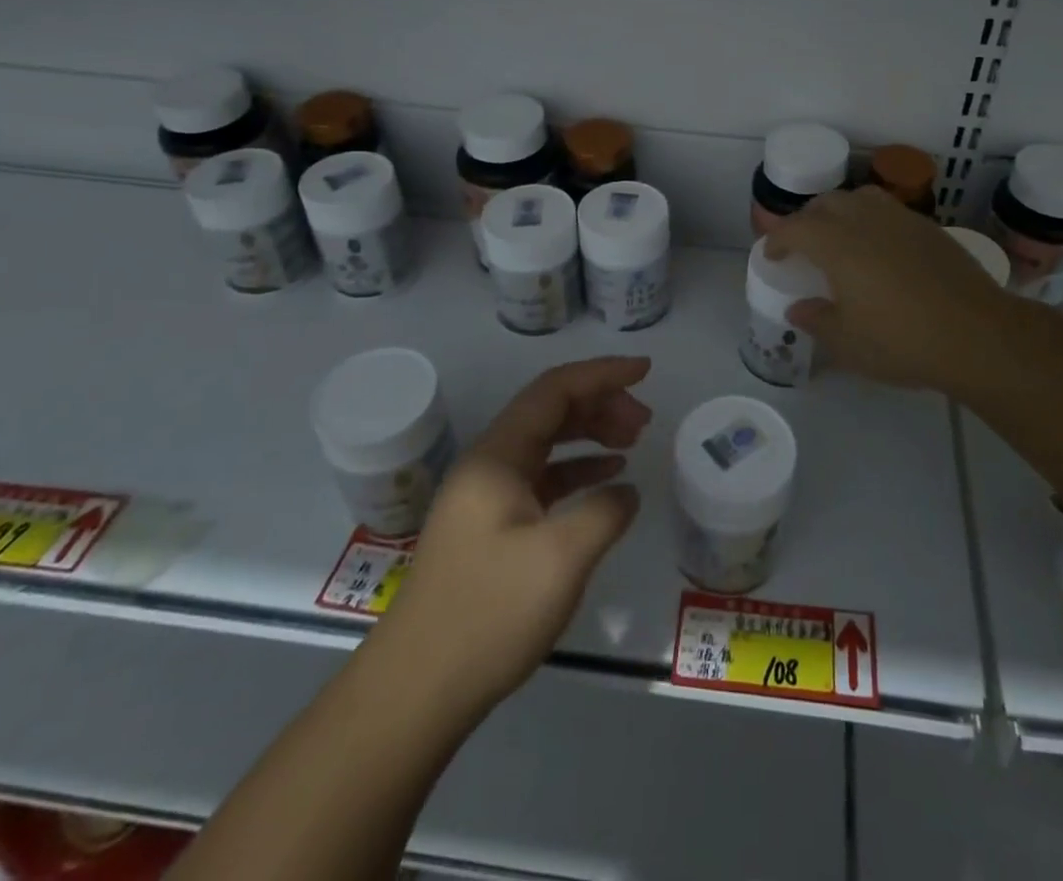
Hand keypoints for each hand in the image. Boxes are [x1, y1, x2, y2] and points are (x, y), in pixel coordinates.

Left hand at [369, 356, 652, 719]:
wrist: (416, 691)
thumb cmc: (488, 613)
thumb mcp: (561, 558)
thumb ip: (604, 511)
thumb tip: (625, 491)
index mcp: (497, 456)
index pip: (554, 389)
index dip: (603, 373)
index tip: (646, 371)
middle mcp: (489, 464)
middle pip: (550, 410)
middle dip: (601, 404)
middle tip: (645, 420)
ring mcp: (488, 497)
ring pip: (547, 443)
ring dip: (591, 434)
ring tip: (633, 441)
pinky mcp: (492, 528)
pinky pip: (542, 478)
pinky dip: (577, 470)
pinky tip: (607, 480)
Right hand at [765, 188, 1015, 390]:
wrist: (977, 335)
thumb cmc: (902, 341)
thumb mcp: (848, 342)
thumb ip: (817, 321)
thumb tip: (798, 309)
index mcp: (838, 245)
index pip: (797, 228)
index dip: (778, 238)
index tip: (772, 255)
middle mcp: (867, 221)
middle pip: (827, 203)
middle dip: (807, 219)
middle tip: (803, 244)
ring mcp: (902, 220)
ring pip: (861, 198)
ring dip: (841, 211)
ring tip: (840, 235)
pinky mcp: (930, 229)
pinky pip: (889, 210)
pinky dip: (871, 219)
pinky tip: (879, 247)